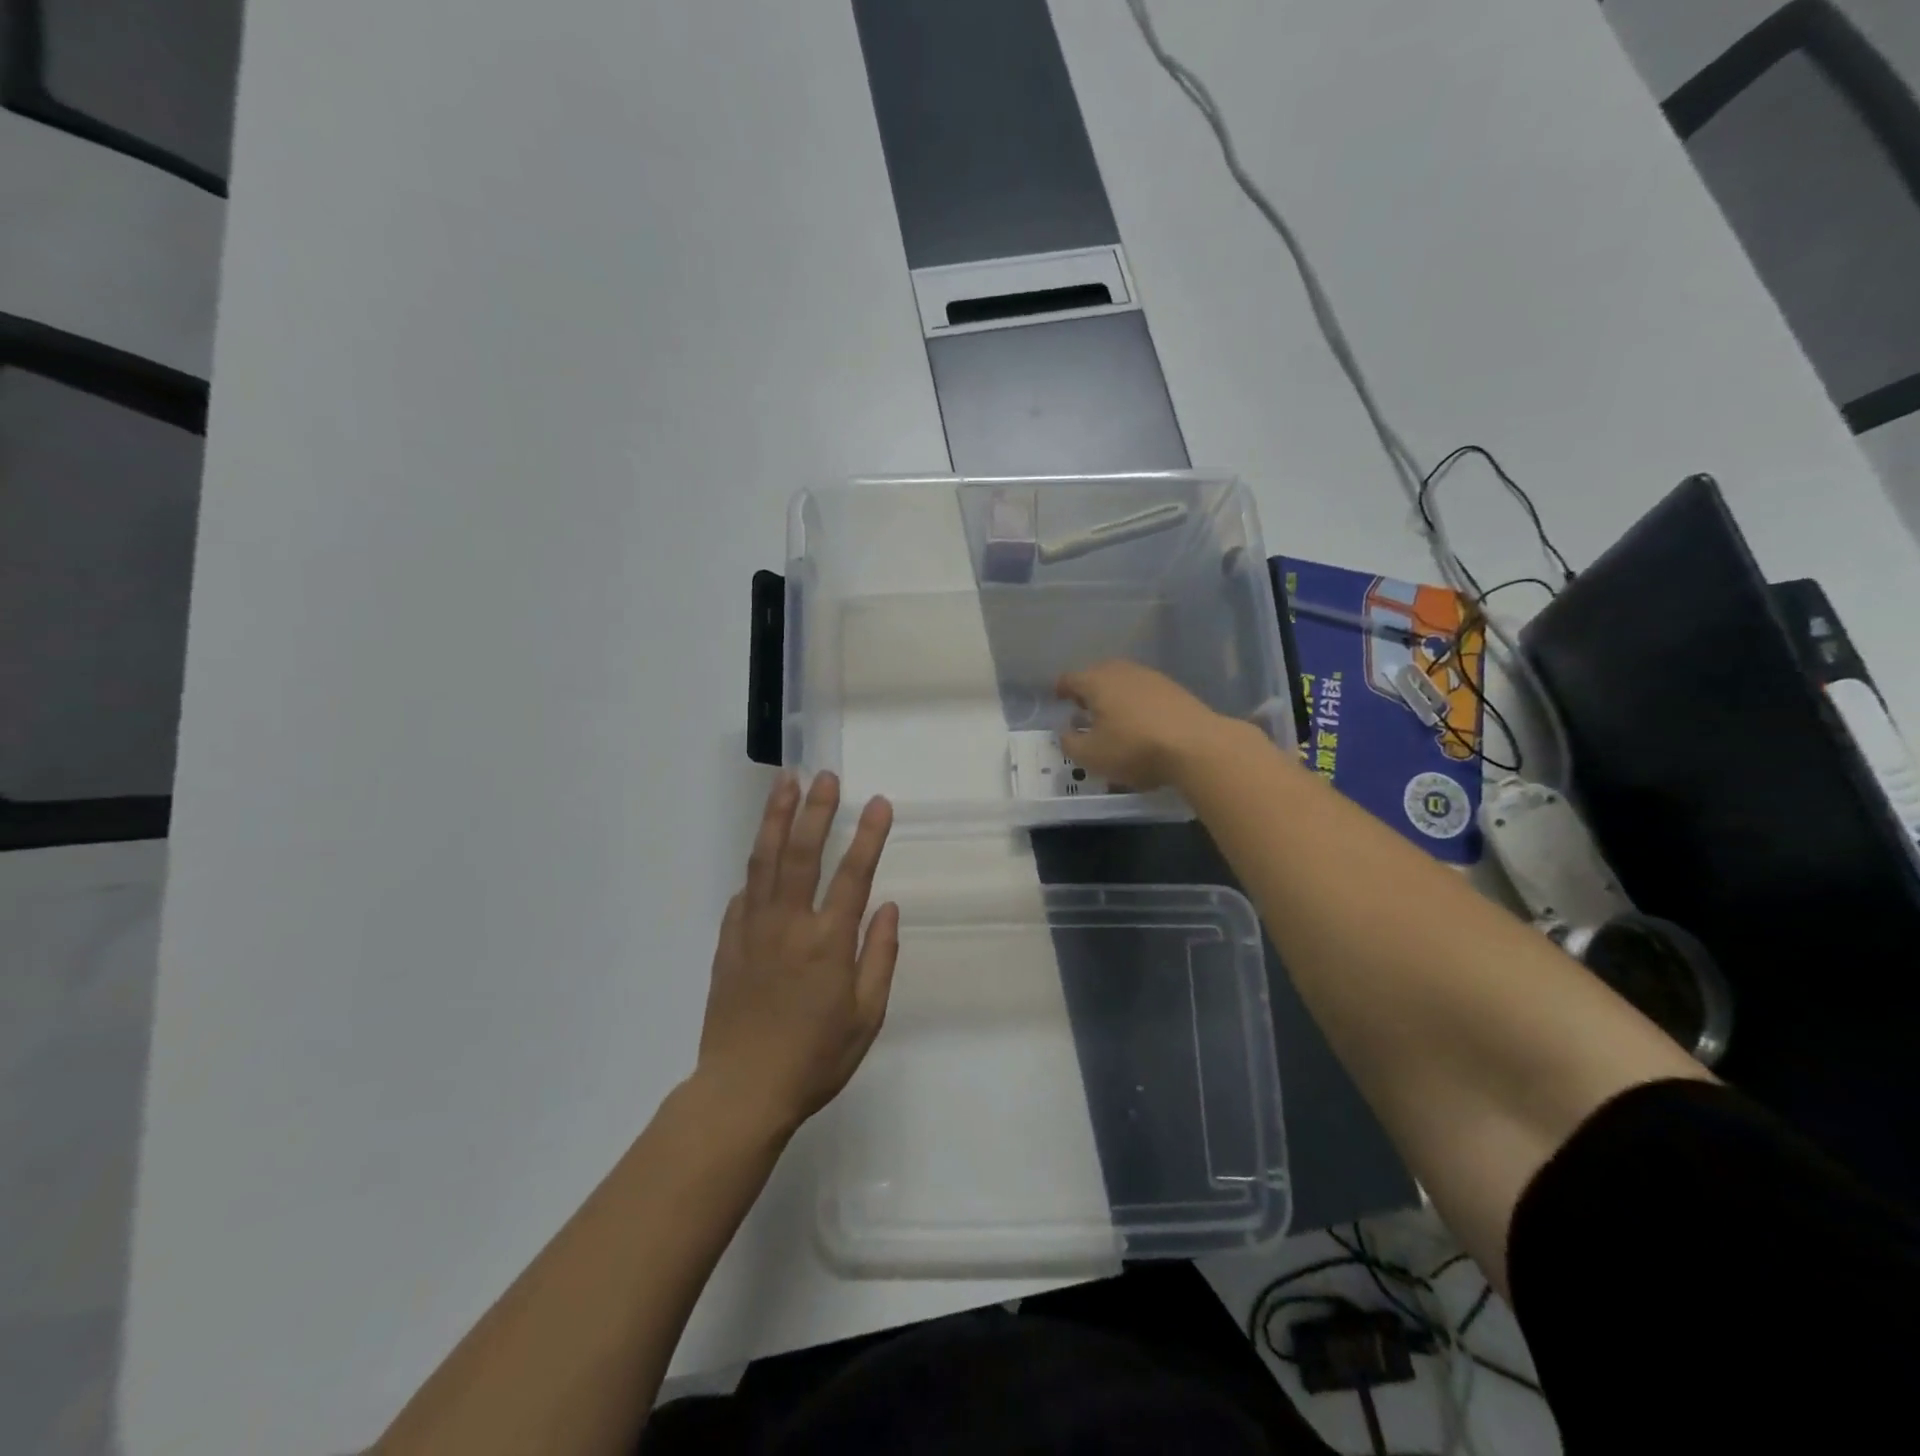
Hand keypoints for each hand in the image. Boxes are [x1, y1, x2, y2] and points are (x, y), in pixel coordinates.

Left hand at [696, 772, 897, 1136]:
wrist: (741, 1091)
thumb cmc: (814, 1059)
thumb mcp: (866, 1017)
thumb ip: (879, 957)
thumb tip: (886, 907)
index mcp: (828, 943)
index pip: (853, 875)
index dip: (868, 835)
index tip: (878, 802)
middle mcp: (789, 925)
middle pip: (802, 853)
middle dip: (815, 810)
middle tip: (824, 775)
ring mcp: (752, 930)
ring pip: (764, 861)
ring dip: (775, 818)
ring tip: (783, 783)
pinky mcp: (727, 943)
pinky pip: (742, 894)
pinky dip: (754, 868)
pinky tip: (761, 853)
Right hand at [1056, 660, 1236, 791]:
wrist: (1197, 747)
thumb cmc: (1134, 749)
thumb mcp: (1091, 756)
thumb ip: (1070, 743)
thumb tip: (1065, 732)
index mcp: (1097, 682)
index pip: (1070, 678)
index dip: (1061, 689)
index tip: (1058, 698)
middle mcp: (1123, 671)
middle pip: (1098, 675)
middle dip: (1088, 690)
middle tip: (1083, 709)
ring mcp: (1152, 678)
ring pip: (1124, 682)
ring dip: (1114, 696)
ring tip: (1112, 717)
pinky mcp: (1175, 690)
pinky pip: (1145, 692)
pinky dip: (1136, 703)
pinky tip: (1140, 723)